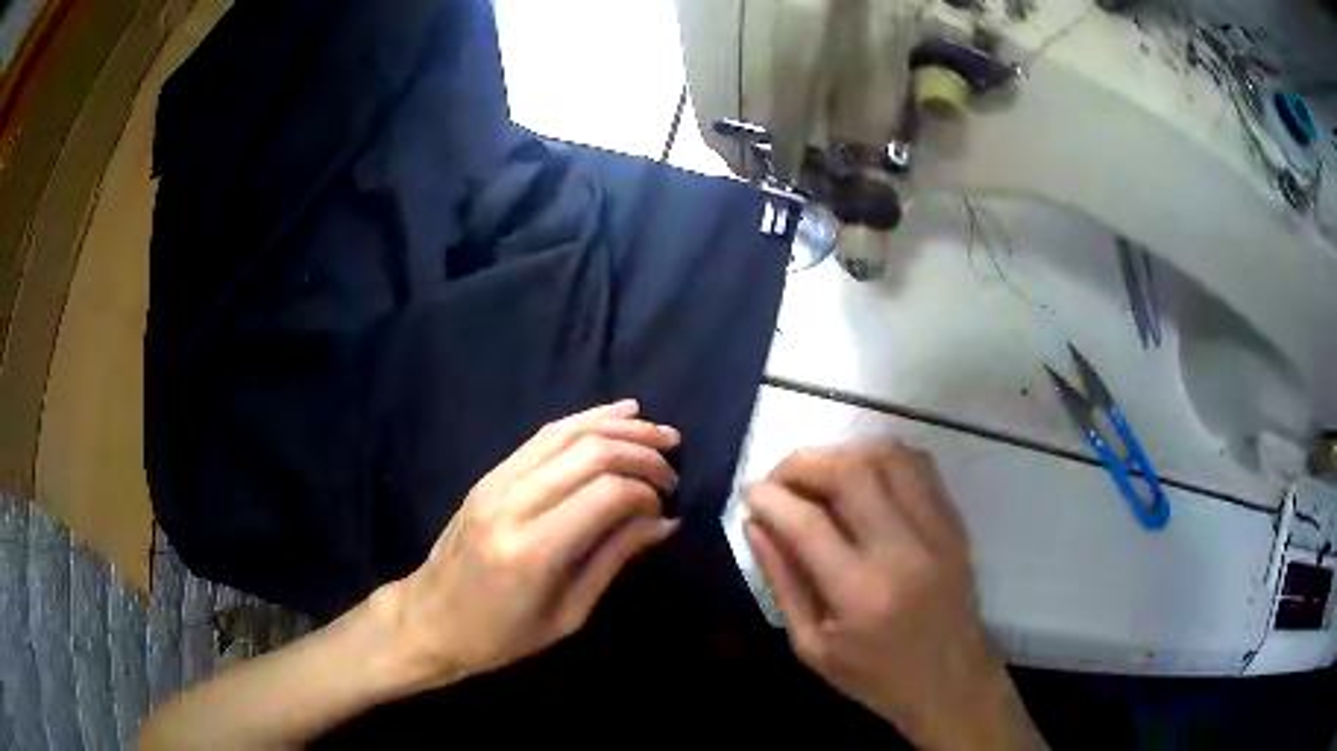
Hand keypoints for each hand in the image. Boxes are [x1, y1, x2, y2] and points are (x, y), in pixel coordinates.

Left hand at [382, 400, 680, 688]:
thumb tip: (663, 521)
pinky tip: (617, 415)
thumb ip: (613, 559)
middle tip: (673, 467)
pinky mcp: (489, 475)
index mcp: (533, 550)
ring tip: (659, 432)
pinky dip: (584, 420)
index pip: (606, 494)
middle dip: (641, 451)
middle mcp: (512, 503)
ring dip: (618, 427)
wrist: (429, 619)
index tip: (665, 509)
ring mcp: (495, 482)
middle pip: (590, 452)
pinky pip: (543, 435)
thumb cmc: (500, 636)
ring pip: (567, 432)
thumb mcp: (567, 615)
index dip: (646, 492)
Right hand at [744, 440, 1041, 750]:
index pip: (808, 523)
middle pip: (851, 473)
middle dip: (802, 464)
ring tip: (818, 476)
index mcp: (861, 594)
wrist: (950, 682)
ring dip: (843, 454)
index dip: (770, 499)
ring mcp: (936, 532)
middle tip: (779, 480)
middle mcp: (904, 552)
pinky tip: (861, 478)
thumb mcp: (812, 647)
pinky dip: (882, 458)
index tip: (750, 494)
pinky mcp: (955, 524)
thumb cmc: (874, 676)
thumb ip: (782, 581)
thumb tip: (755, 524)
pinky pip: (919, 466)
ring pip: (889, 457)